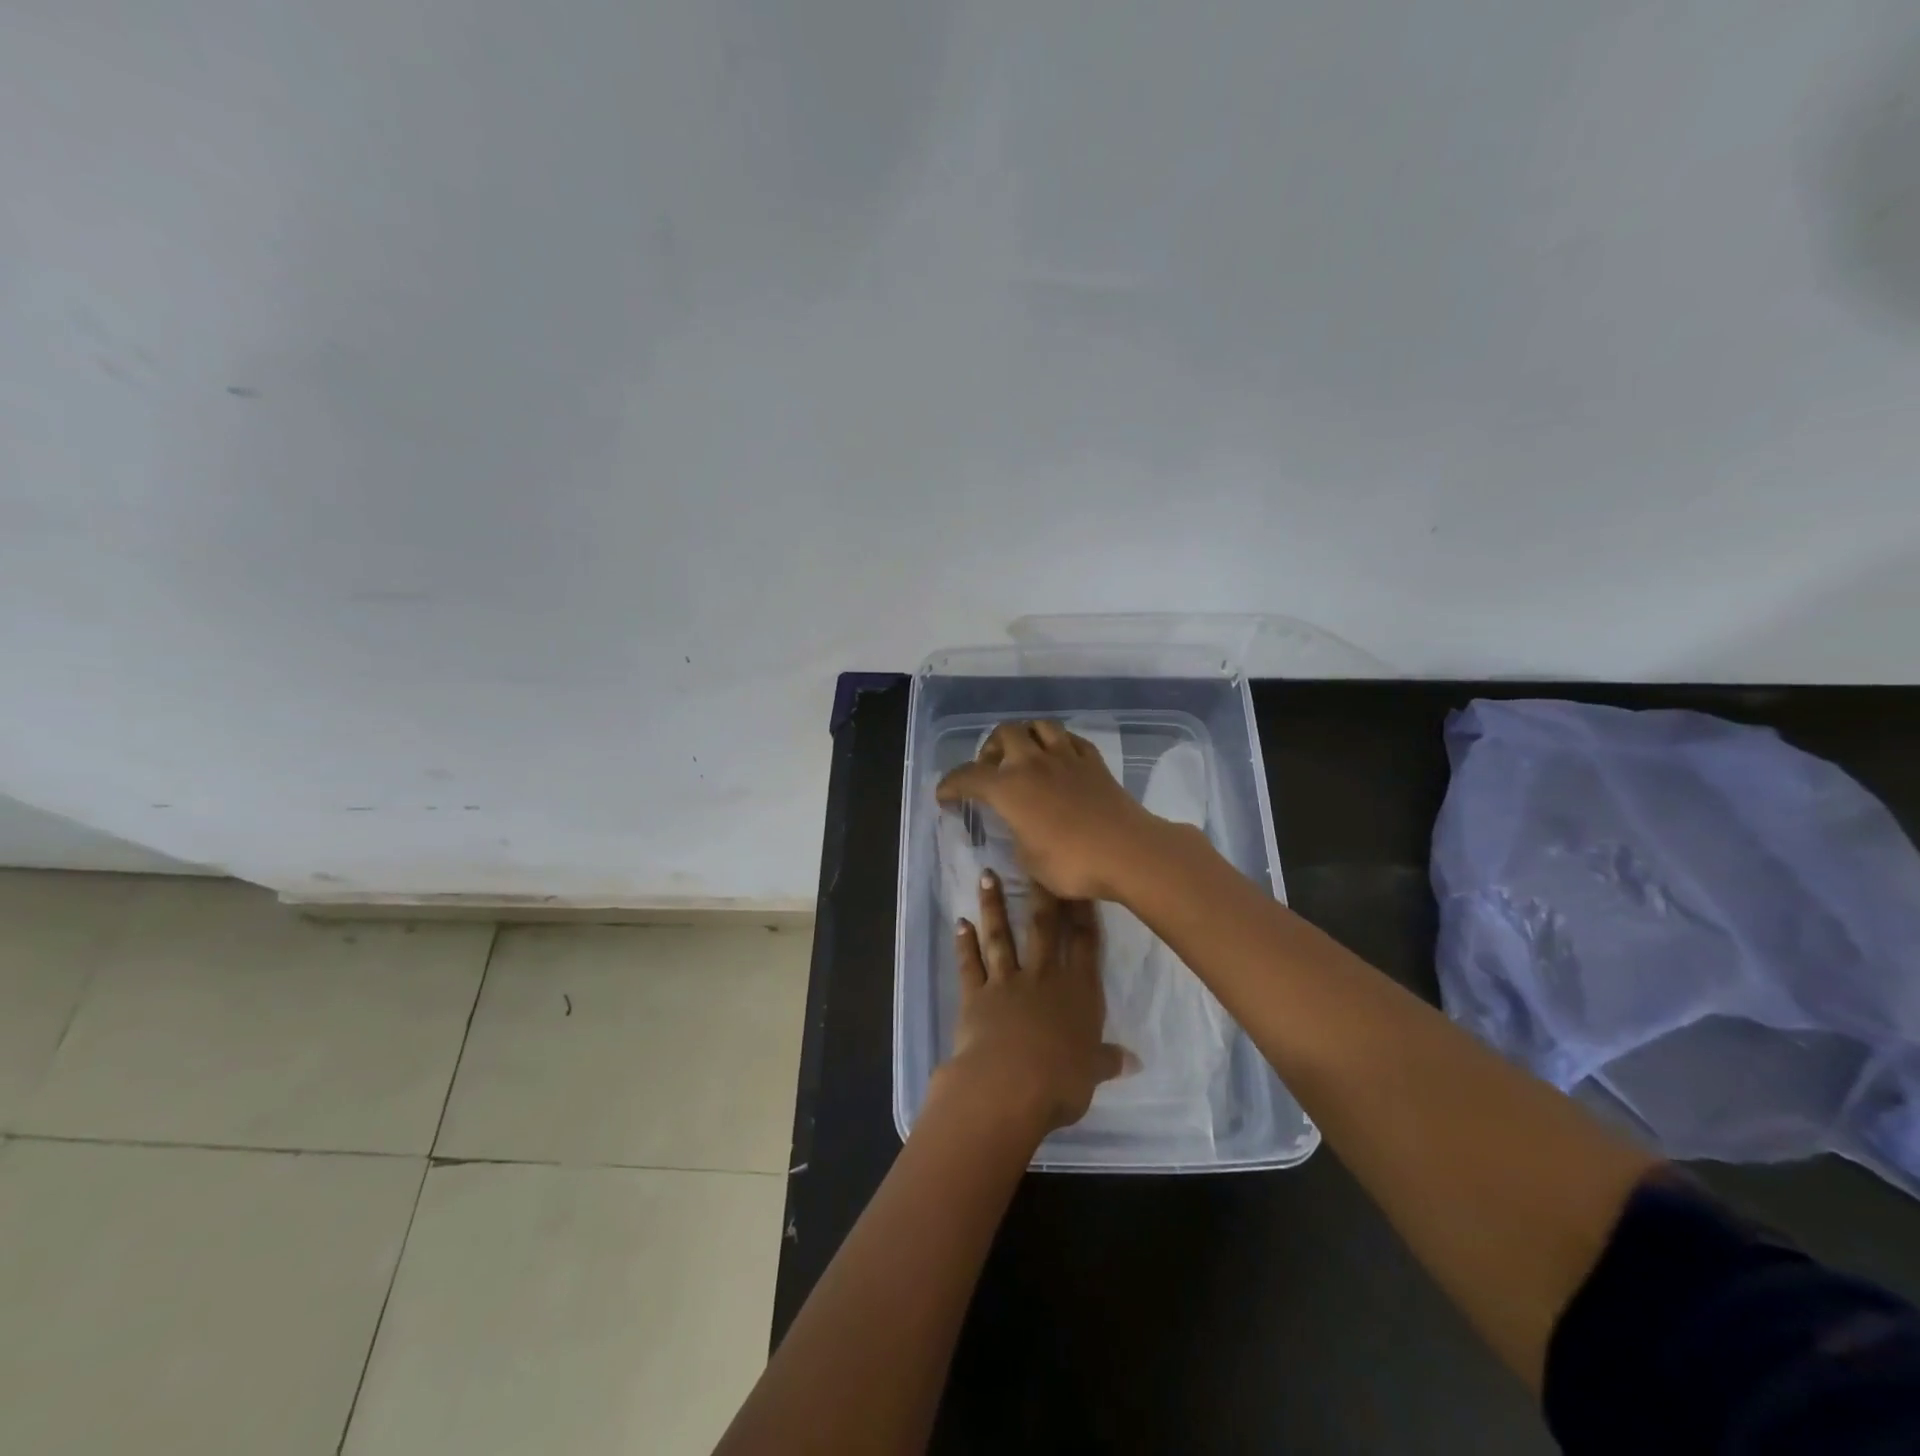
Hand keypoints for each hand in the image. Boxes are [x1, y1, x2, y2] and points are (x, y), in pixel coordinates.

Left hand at [934, 869, 1132, 1134]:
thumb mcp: (1091, 1073)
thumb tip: (1133, 1061)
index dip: (1083, 913)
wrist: (1008, 1086)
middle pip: (1043, 928)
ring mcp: (1007, 982)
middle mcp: (1043, 978)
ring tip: (987, 875)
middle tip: (1034, 862)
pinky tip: (960, 923)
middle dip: (1040, 894)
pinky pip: (970, 964)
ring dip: (993, 906)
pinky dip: (964, 944)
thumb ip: (1107, 1060)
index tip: (1079, 885)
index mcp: (1078, 993)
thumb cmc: (1060, 1083)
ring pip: (1001, 936)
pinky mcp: (976, 995)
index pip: (1085, 944)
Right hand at [935, 720, 1170, 901]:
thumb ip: (1016, 835)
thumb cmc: (1071, 862)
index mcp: (1009, 787)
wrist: (1128, 851)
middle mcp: (1033, 763)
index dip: (951, 785)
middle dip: (990, 748)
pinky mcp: (1094, 762)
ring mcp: (1067, 757)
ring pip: (1040, 726)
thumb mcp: (1028, 860)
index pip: (968, 776)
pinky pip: (1070, 740)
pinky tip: (1059, 760)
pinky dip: (1058, 744)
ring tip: (1024, 756)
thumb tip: (1019, 825)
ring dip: (1025, 736)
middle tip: (990, 770)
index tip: (944, 796)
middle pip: (1004, 733)